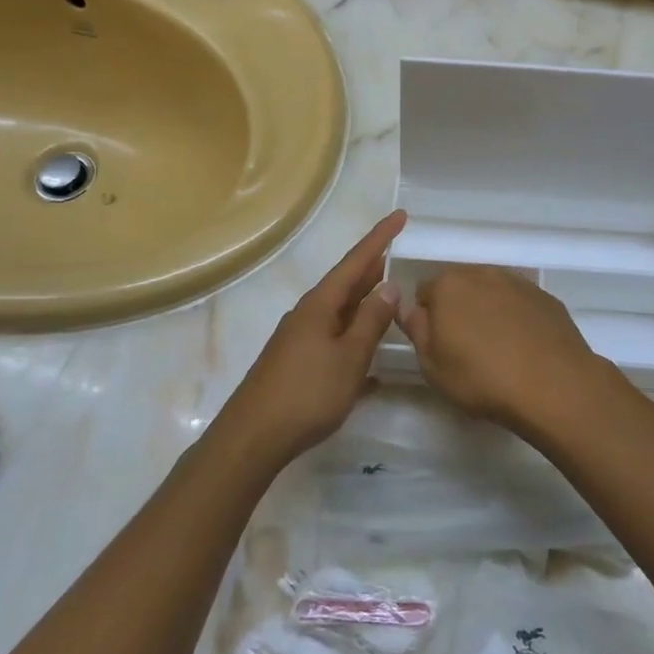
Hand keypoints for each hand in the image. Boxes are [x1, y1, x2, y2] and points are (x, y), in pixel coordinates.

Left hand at [227, 210, 405, 464]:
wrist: (253, 438)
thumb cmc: (307, 393)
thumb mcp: (349, 356)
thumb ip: (371, 321)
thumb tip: (388, 286)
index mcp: (320, 304)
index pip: (356, 261)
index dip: (380, 238)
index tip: (401, 215)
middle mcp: (308, 315)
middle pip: (346, 284)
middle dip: (373, 270)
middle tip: (399, 255)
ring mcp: (300, 340)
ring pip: (341, 314)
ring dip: (365, 307)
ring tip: (390, 301)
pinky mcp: (297, 366)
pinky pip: (334, 343)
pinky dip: (355, 344)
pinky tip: (372, 367)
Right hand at [400, 266, 602, 433]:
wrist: (554, 385)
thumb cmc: (482, 379)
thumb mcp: (433, 366)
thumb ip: (417, 331)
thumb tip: (412, 310)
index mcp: (448, 286)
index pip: (424, 292)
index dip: (427, 319)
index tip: (437, 345)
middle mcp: (482, 273)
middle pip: (459, 287)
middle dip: (457, 309)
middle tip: (465, 348)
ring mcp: (517, 282)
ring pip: (491, 291)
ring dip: (487, 310)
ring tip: (497, 348)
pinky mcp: (545, 296)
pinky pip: (519, 302)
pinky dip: (516, 317)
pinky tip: (523, 346)